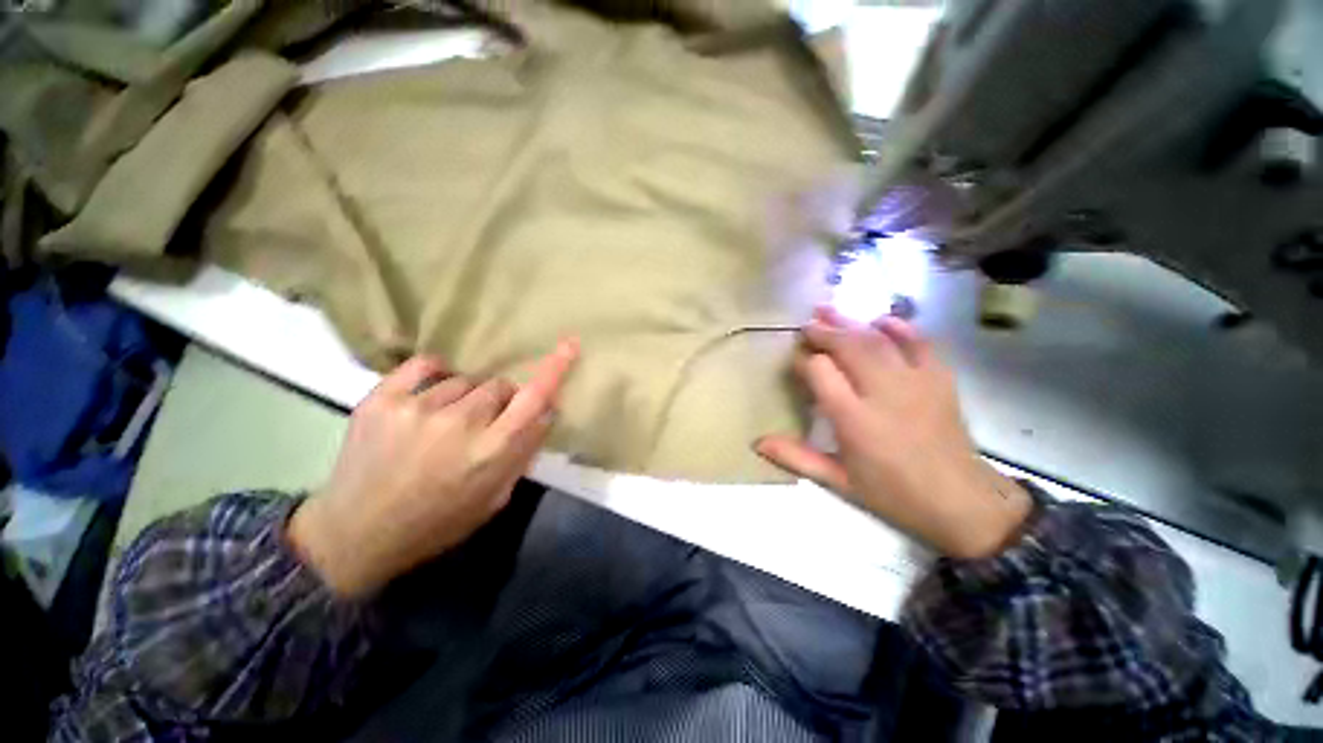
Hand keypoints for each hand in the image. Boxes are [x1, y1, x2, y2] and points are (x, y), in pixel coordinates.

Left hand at [288, 339, 578, 596]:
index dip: (555, 369)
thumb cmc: (437, 521)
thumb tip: (546, 411)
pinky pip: (426, 365)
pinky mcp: (382, 399)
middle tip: (484, 425)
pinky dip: (436, 374)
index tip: (569, 344)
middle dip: (501, 401)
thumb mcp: (495, 497)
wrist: (354, 534)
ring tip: (445, 423)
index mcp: (491, 451)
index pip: (533, 398)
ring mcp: (418, 407)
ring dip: (467, 397)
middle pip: (500, 386)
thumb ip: (524, 451)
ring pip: (468, 380)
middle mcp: (460, 423)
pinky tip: (431, 394)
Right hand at [756, 308, 1030, 559]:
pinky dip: (899, 327)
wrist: (961, 501)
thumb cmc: (893, 494)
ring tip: (828, 310)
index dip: (804, 361)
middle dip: (823, 332)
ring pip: (877, 340)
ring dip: (850, 322)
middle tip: (806, 324)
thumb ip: (796, 457)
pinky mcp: (940, 379)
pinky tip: (880, 319)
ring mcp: (916, 382)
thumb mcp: (838, 481)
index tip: (796, 361)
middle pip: (848, 347)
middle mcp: (883, 394)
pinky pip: (919, 342)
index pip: (821, 372)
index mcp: (855, 421)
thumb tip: (757, 442)